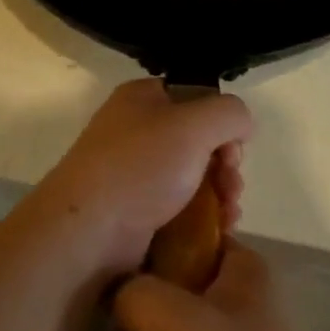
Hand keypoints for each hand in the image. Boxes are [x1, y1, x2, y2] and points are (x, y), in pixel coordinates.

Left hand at [25, 78, 250, 275]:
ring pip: (194, 177)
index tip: (234, 149)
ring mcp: (134, 173)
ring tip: (229, 215)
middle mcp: (136, 130)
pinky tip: (219, 231)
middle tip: (232, 187)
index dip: (222, 122)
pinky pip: (180, 207)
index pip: (196, 98)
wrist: (88, 232)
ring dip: (221, 194)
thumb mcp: (194, 124)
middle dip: (226, 165)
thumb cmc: (140, 167)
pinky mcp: (136, 211)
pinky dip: (203, 217)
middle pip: (200, 141)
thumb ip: (230, 113)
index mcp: (142, 98)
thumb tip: (241, 126)